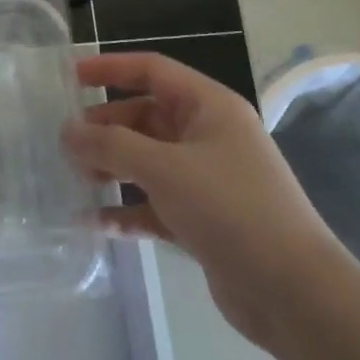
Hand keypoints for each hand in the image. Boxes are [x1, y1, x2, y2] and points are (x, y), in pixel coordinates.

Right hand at [62, 53, 339, 347]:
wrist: (293, 291)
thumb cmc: (230, 209)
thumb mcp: (164, 168)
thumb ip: (111, 145)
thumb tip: (67, 131)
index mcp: (209, 107)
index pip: (153, 70)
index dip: (110, 68)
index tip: (69, 77)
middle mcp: (208, 136)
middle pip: (145, 117)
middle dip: (105, 127)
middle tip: (65, 144)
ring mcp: (207, 179)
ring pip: (147, 161)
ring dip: (112, 167)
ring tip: (76, 180)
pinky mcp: (203, 219)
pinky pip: (155, 202)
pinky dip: (127, 209)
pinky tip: (95, 223)